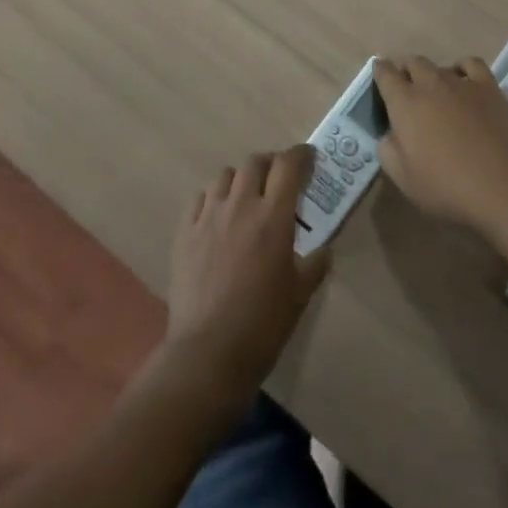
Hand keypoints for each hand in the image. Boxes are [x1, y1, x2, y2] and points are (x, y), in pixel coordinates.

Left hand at [164, 148, 331, 410]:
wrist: (208, 352)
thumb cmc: (263, 323)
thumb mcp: (301, 293)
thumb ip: (315, 263)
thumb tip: (322, 249)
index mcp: (273, 217)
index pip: (288, 166)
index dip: (301, 156)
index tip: (308, 158)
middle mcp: (240, 206)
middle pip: (255, 162)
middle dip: (270, 164)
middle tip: (279, 180)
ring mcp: (208, 217)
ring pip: (225, 176)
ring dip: (241, 180)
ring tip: (247, 198)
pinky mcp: (184, 232)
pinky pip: (199, 199)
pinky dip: (213, 199)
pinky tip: (218, 218)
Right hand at [374, 56, 507, 239]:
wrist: (506, 186)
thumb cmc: (448, 187)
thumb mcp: (403, 179)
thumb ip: (388, 150)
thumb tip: (390, 134)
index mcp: (404, 103)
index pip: (384, 73)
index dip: (380, 73)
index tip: (380, 78)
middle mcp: (430, 83)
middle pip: (412, 63)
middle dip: (406, 72)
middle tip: (407, 91)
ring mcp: (462, 82)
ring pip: (440, 65)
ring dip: (433, 74)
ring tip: (436, 93)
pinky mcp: (489, 87)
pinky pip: (470, 64)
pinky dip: (462, 69)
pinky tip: (464, 84)